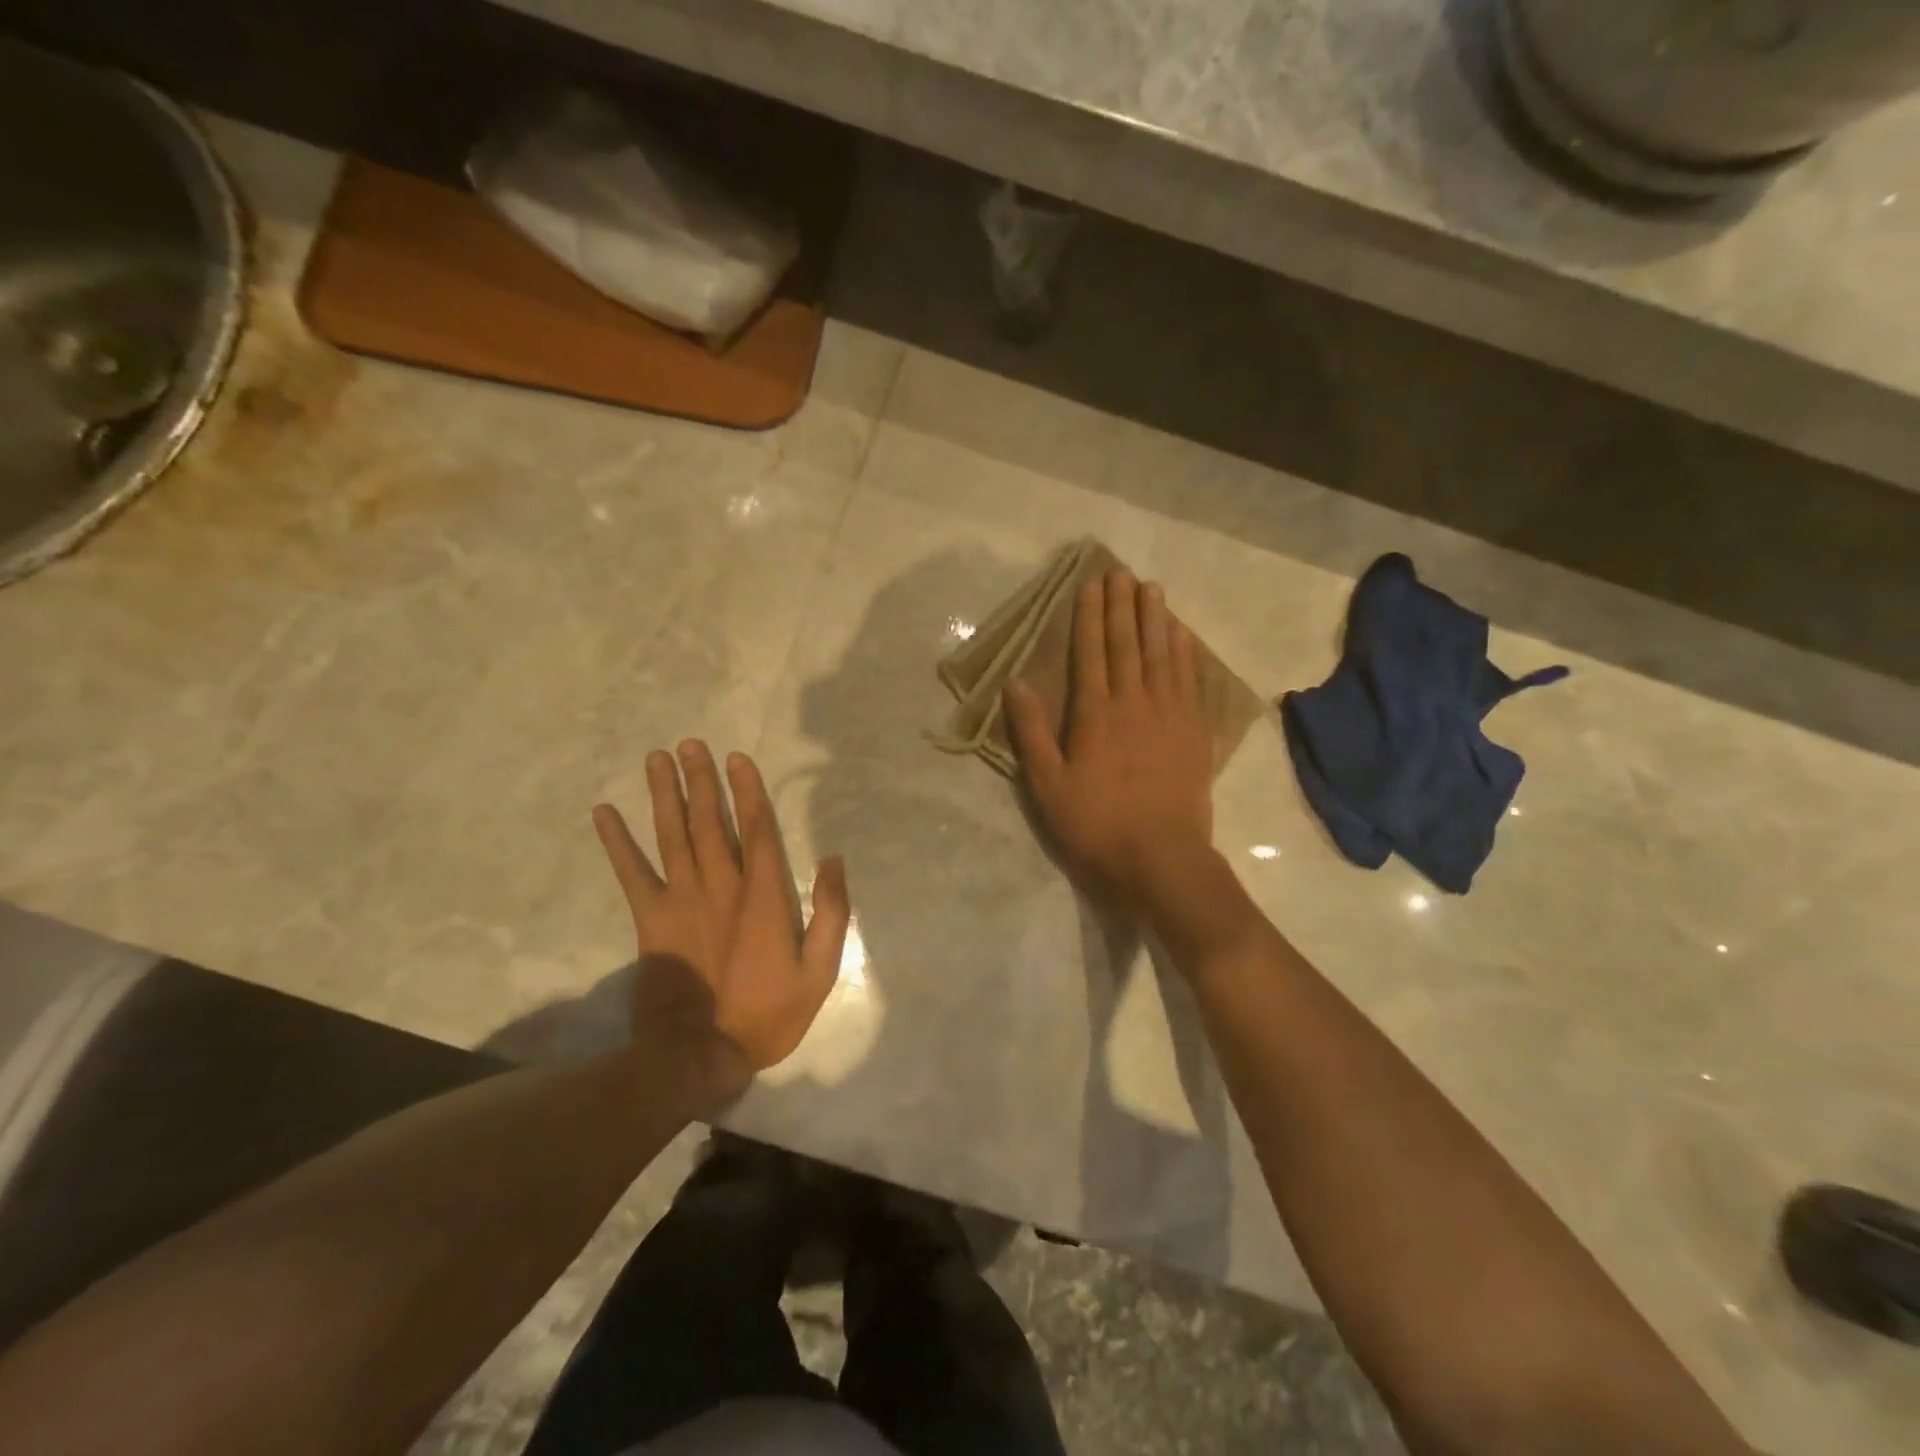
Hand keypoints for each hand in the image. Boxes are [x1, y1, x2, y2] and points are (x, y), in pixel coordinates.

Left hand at [593, 742, 850, 1096]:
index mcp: (764, 896)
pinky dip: (617, 843)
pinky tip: (604, 813)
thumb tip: (833, 860)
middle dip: (702, 781)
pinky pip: (631, 874)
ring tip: (658, 759)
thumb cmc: (768, 1013)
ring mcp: (681, 900)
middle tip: (691, 744)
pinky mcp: (651, 920)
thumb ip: (831, 912)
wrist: (700, 1054)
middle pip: (711, 822)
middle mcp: (721, 885)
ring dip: (665, 795)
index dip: (748, 791)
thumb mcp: (819, 971)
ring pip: (673, 836)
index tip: (737, 758)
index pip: (758, 829)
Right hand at [1005, 570, 1215, 916]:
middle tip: (1122, 572)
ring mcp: (1169, 716)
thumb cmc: (1096, 824)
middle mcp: (1134, 703)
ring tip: (1152, 589)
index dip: (1090, 616)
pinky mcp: (1194, 733)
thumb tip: (1015, 684)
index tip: (1092, 584)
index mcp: (1095, 714)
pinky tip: (1183, 635)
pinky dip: (1185, 653)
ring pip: (1162, 655)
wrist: (1161, 859)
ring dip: (1156, 620)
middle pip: (1128, 645)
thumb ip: (1031, 733)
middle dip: (1122, 607)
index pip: (1091, 653)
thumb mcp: (1047, 786)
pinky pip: (1189, 681)